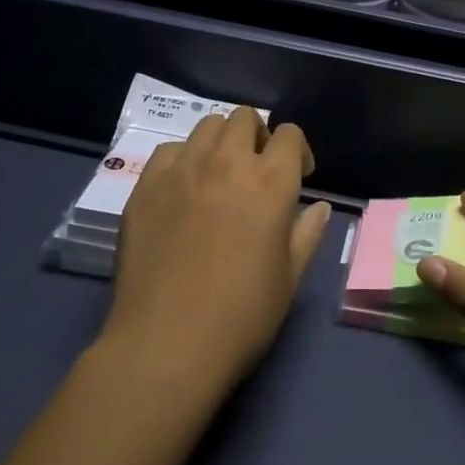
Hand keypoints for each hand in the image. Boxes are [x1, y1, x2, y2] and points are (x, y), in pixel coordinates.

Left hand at [103, 107, 330, 392]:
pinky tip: (183, 191)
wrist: (165, 346)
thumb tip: (318, 206)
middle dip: (258, 137)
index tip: (299, 176)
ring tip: (219, 175)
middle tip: (257, 171)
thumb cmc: (241, 317)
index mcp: (271, 181)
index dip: (297, 150)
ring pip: (207, 126)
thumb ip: (307, 233)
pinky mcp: (146, 185)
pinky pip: (169, 151)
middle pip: (245, 118)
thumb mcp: (289, 278)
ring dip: (221, 142)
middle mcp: (227, 162)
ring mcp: (182, 169)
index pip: (289, 134)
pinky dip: (183, 160)